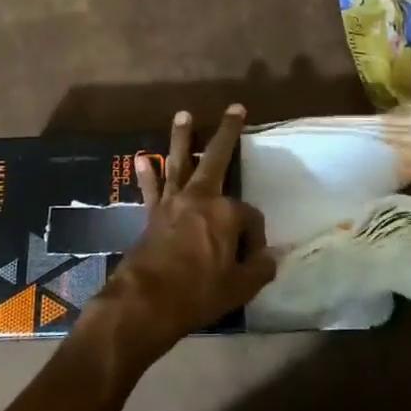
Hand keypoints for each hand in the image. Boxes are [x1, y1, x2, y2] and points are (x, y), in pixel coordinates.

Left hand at [91, 105, 275, 360]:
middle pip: (216, 158)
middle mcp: (200, 198)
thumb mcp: (240, 287)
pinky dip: (147, 174)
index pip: (250, 216)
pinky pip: (151, 188)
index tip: (251, 260)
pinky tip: (142, 159)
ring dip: (182, 138)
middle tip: (234, 109)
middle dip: (227, 133)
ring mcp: (173, 203)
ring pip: (179, 162)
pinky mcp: (151, 215)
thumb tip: (269, 258)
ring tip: (182, 115)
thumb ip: (259, 269)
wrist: (146, 302)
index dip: (255, 238)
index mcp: (226, 213)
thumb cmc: (198, 293)